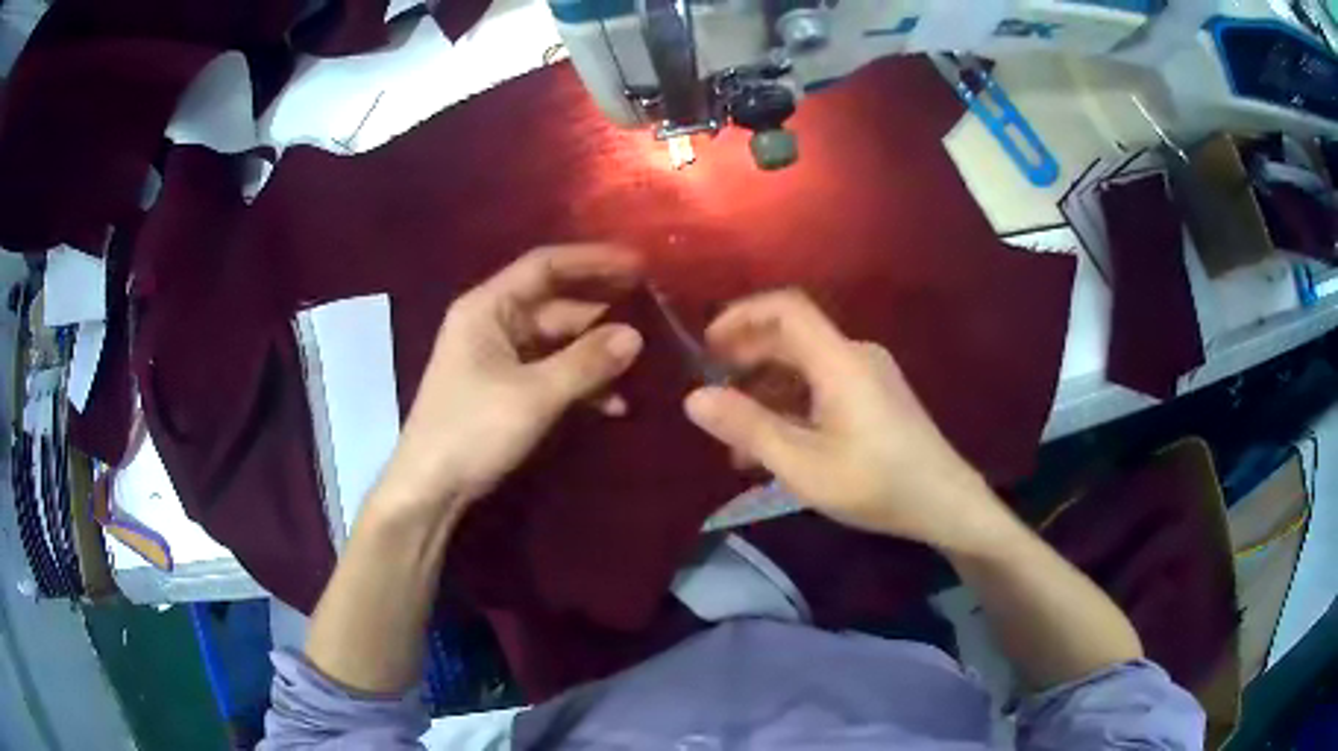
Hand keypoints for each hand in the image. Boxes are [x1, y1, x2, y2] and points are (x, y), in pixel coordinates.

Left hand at [374, 245, 644, 517]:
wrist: (431, 488)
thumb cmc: (472, 430)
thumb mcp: (533, 395)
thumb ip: (586, 362)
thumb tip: (637, 336)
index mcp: (488, 308)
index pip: (545, 266)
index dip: (593, 260)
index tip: (640, 264)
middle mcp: (493, 323)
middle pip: (556, 305)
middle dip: (603, 313)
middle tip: (655, 315)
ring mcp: (500, 357)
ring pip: (559, 342)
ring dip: (596, 354)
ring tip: (642, 365)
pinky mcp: (507, 388)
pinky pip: (552, 372)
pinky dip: (581, 383)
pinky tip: (614, 404)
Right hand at [683, 290, 1005, 551]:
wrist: (945, 503)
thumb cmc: (875, 483)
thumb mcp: (802, 463)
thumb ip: (747, 428)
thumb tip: (693, 399)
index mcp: (838, 360)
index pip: (786, 309)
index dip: (742, 315)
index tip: (706, 346)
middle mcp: (855, 356)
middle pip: (792, 337)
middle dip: (747, 359)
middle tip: (713, 392)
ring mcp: (869, 376)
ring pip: (806, 367)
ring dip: (767, 392)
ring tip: (737, 437)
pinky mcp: (876, 397)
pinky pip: (824, 386)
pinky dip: (793, 405)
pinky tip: (776, 445)